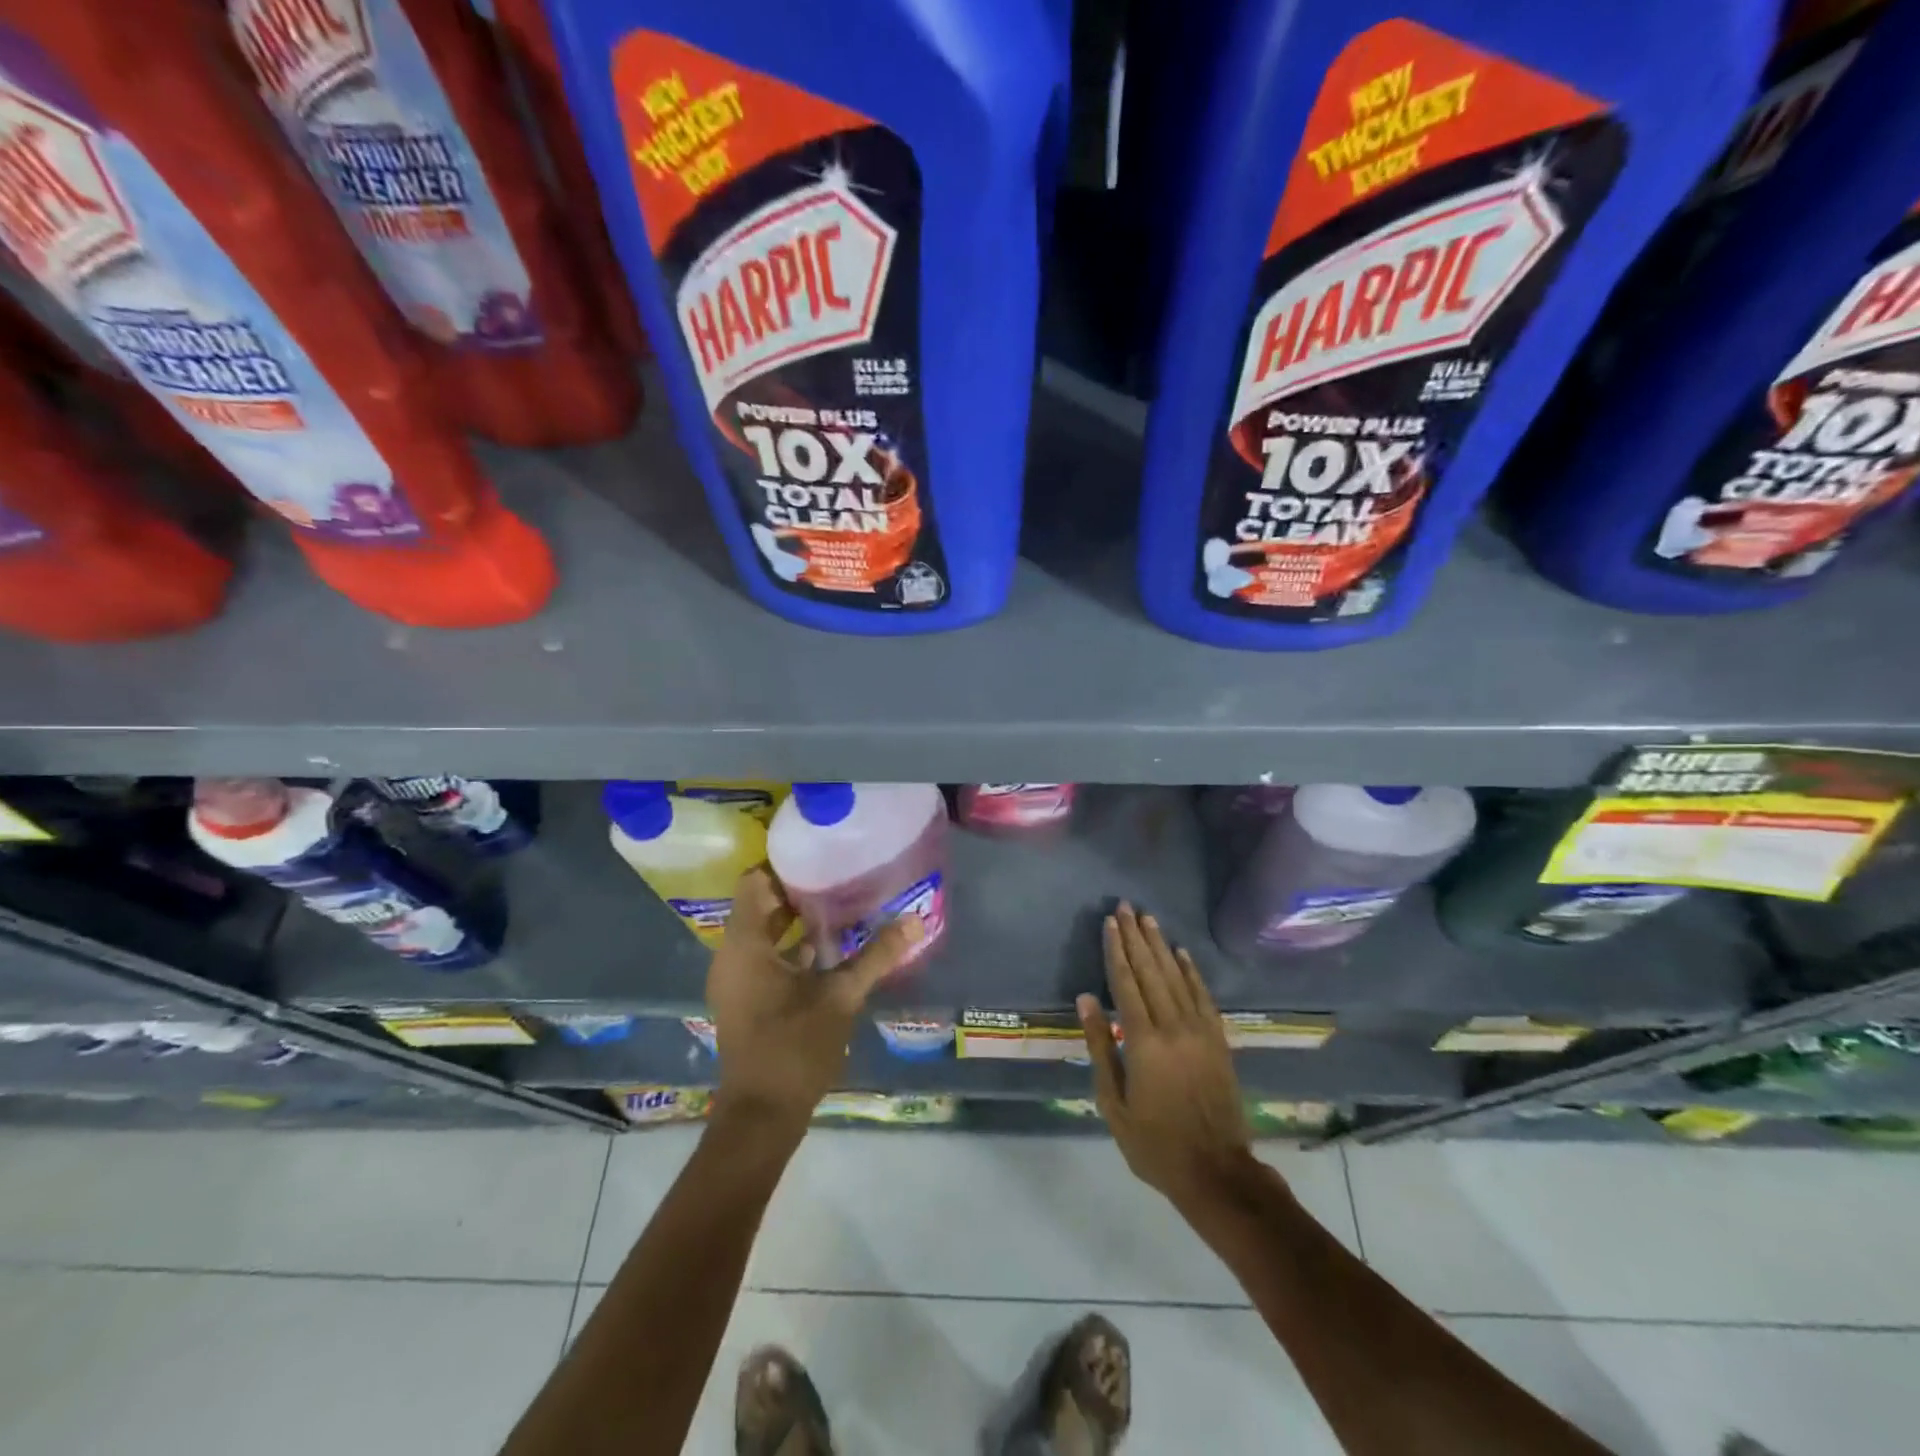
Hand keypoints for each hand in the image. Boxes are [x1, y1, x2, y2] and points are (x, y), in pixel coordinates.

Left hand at [707, 867, 923, 1131]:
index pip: (754, 881)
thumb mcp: (841, 996)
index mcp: (745, 945)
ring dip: (795, 918)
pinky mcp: (745, 998)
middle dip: (796, 889)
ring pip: (763, 932)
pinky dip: (790, 946)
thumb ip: (876, 955)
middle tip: (838, 873)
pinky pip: (765, 956)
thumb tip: (916, 921)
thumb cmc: (795, 1047)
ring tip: (839, 902)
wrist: (762, 1114)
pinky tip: (829, 946)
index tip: (819, 853)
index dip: (783, 863)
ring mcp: (736, 979)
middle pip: (759, 904)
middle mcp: (732, 955)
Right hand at [1079, 903, 1253, 1207]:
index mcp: (1143, 1042)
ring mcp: (1200, 1032)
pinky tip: (1182, 953)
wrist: (1216, 1170)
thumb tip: (1086, 999)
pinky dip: (1192, 972)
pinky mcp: (1218, 1040)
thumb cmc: (1154, 1142)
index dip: (1116, 950)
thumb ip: (1100, 1046)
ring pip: (1177, 977)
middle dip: (1136, 937)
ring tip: (1149, 919)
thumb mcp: (1113, 1102)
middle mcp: (1173, 1027)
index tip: (1110, 922)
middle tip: (1126, 906)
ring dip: (1161, 946)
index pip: (1126, 983)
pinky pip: (1203, 996)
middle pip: (1151, 972)